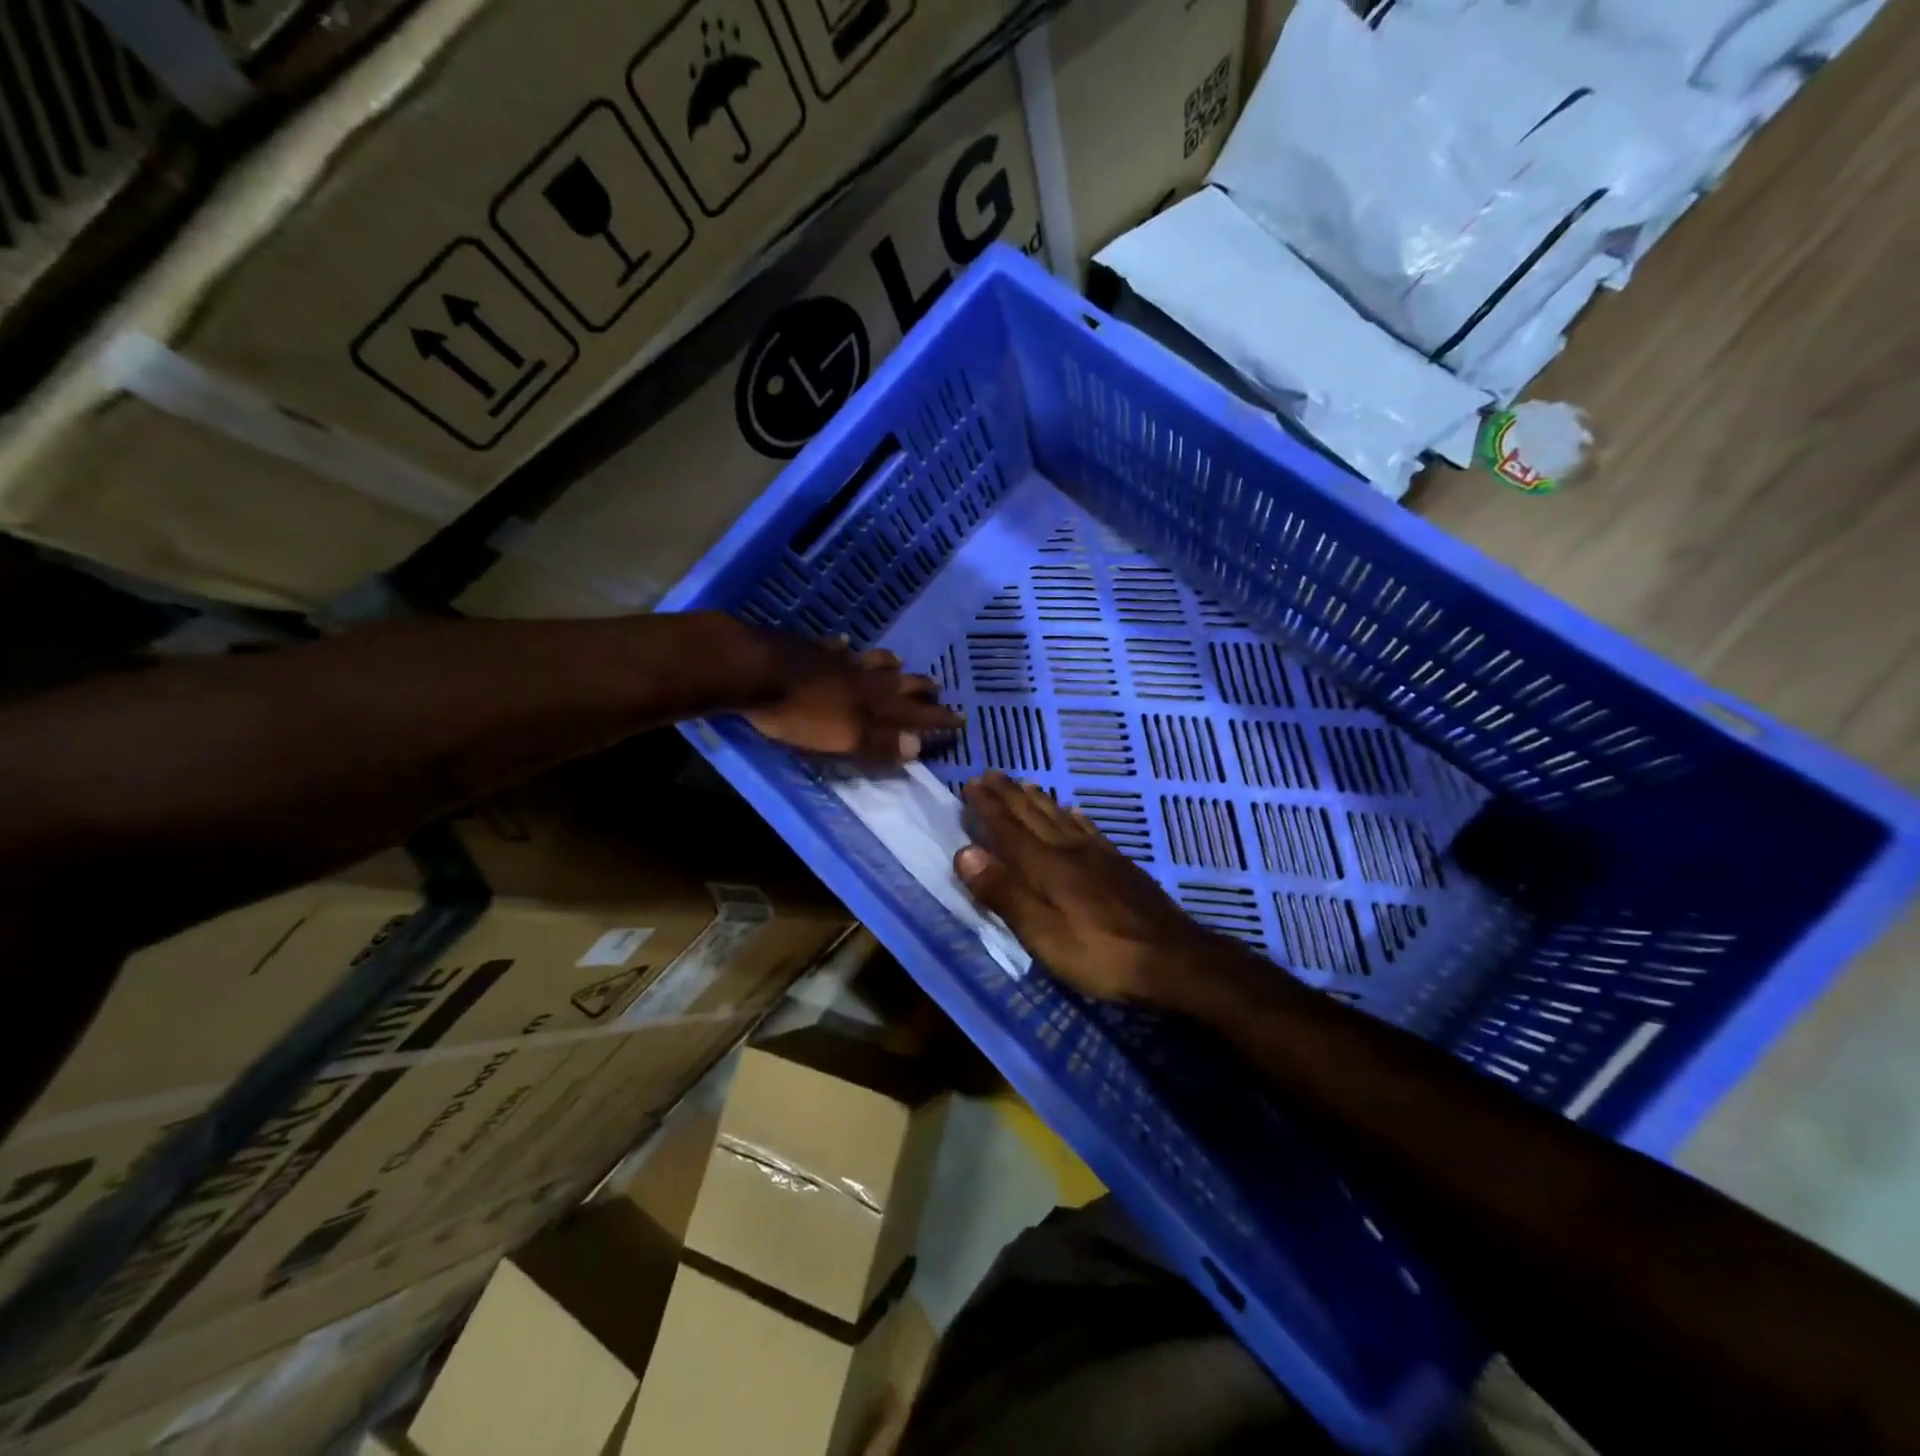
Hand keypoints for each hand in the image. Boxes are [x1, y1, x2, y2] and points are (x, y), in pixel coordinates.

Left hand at [745, 637, 961, 762]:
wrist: (754, 671)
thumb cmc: (799, 714)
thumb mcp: (843, 737)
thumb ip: (880, 743)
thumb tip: (919, 747)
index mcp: (873, 702)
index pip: (915, 713)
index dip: (938, 718)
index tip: (961, 719)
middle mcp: (862, 678)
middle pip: (898, 682)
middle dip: (920, 687)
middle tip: (938, 687)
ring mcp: (836, 661)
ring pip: (871, 661)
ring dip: (888, 664)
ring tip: (898, 662)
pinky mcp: (809, 651)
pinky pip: (835, 648)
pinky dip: (845, 648)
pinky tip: (844, 643)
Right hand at [951, 771, 1219, 1003]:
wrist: (1174, 960)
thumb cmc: (1100, 955)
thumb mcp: (1043, 934)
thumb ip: (1004, 893)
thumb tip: (965, 852)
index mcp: (1047, 867)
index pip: (1009, 829)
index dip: (988, 807)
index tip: (971, 783)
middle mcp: (1071, 851)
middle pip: (1034, 816)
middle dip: (1009, 795)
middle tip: (990, 774)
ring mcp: (1100, 856)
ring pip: (1062, 818)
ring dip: (1039, 800)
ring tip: (1024, 784)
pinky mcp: (1121, 866)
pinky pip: (1091, 830)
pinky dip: (1076, 817)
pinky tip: (1075, 812)